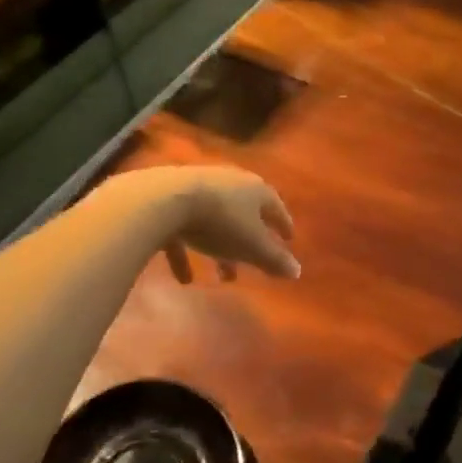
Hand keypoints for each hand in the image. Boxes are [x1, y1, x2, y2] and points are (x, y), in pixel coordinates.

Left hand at [106, 166, 298, 282]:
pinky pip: (182, 230)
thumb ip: (275, 260)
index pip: (275, 206)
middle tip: (252, 265)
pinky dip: (185, 253)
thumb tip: (297, 271)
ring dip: (218, 249)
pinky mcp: (169, 201)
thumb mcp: (253, 246)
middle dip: (248, 241)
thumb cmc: (220, 222)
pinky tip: (184, 279)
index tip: (288, 239)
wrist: (164, 200)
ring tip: (221, 277)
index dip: (282, 225)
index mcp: (254, 190)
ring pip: (213, 223)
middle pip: (243, 214)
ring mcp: (197, 190)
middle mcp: (228, 184)